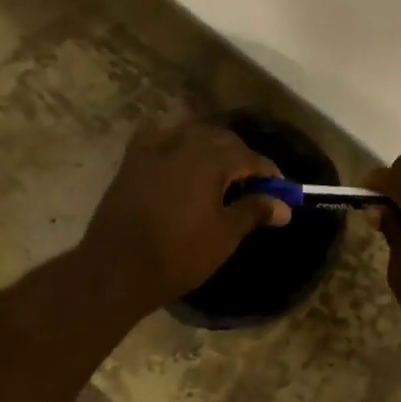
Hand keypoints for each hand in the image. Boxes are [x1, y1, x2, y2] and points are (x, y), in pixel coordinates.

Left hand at [78, 118, 291, 308]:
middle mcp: (185, 142)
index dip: (268, 172)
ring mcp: (155, 147)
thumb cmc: (178, 254)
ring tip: (217, 170)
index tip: (280, 189)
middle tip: (251, 182)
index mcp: (211, 158)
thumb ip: (254, 211)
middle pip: (221, 138)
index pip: (249, 157)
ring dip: (209, 145)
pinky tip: (178, 154)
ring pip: (191, 133)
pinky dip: (174, 140)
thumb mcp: (224, 236)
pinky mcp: (133, 159)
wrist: (116, 268)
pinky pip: (159, 136)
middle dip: (240, 156)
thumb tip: (284, 205)